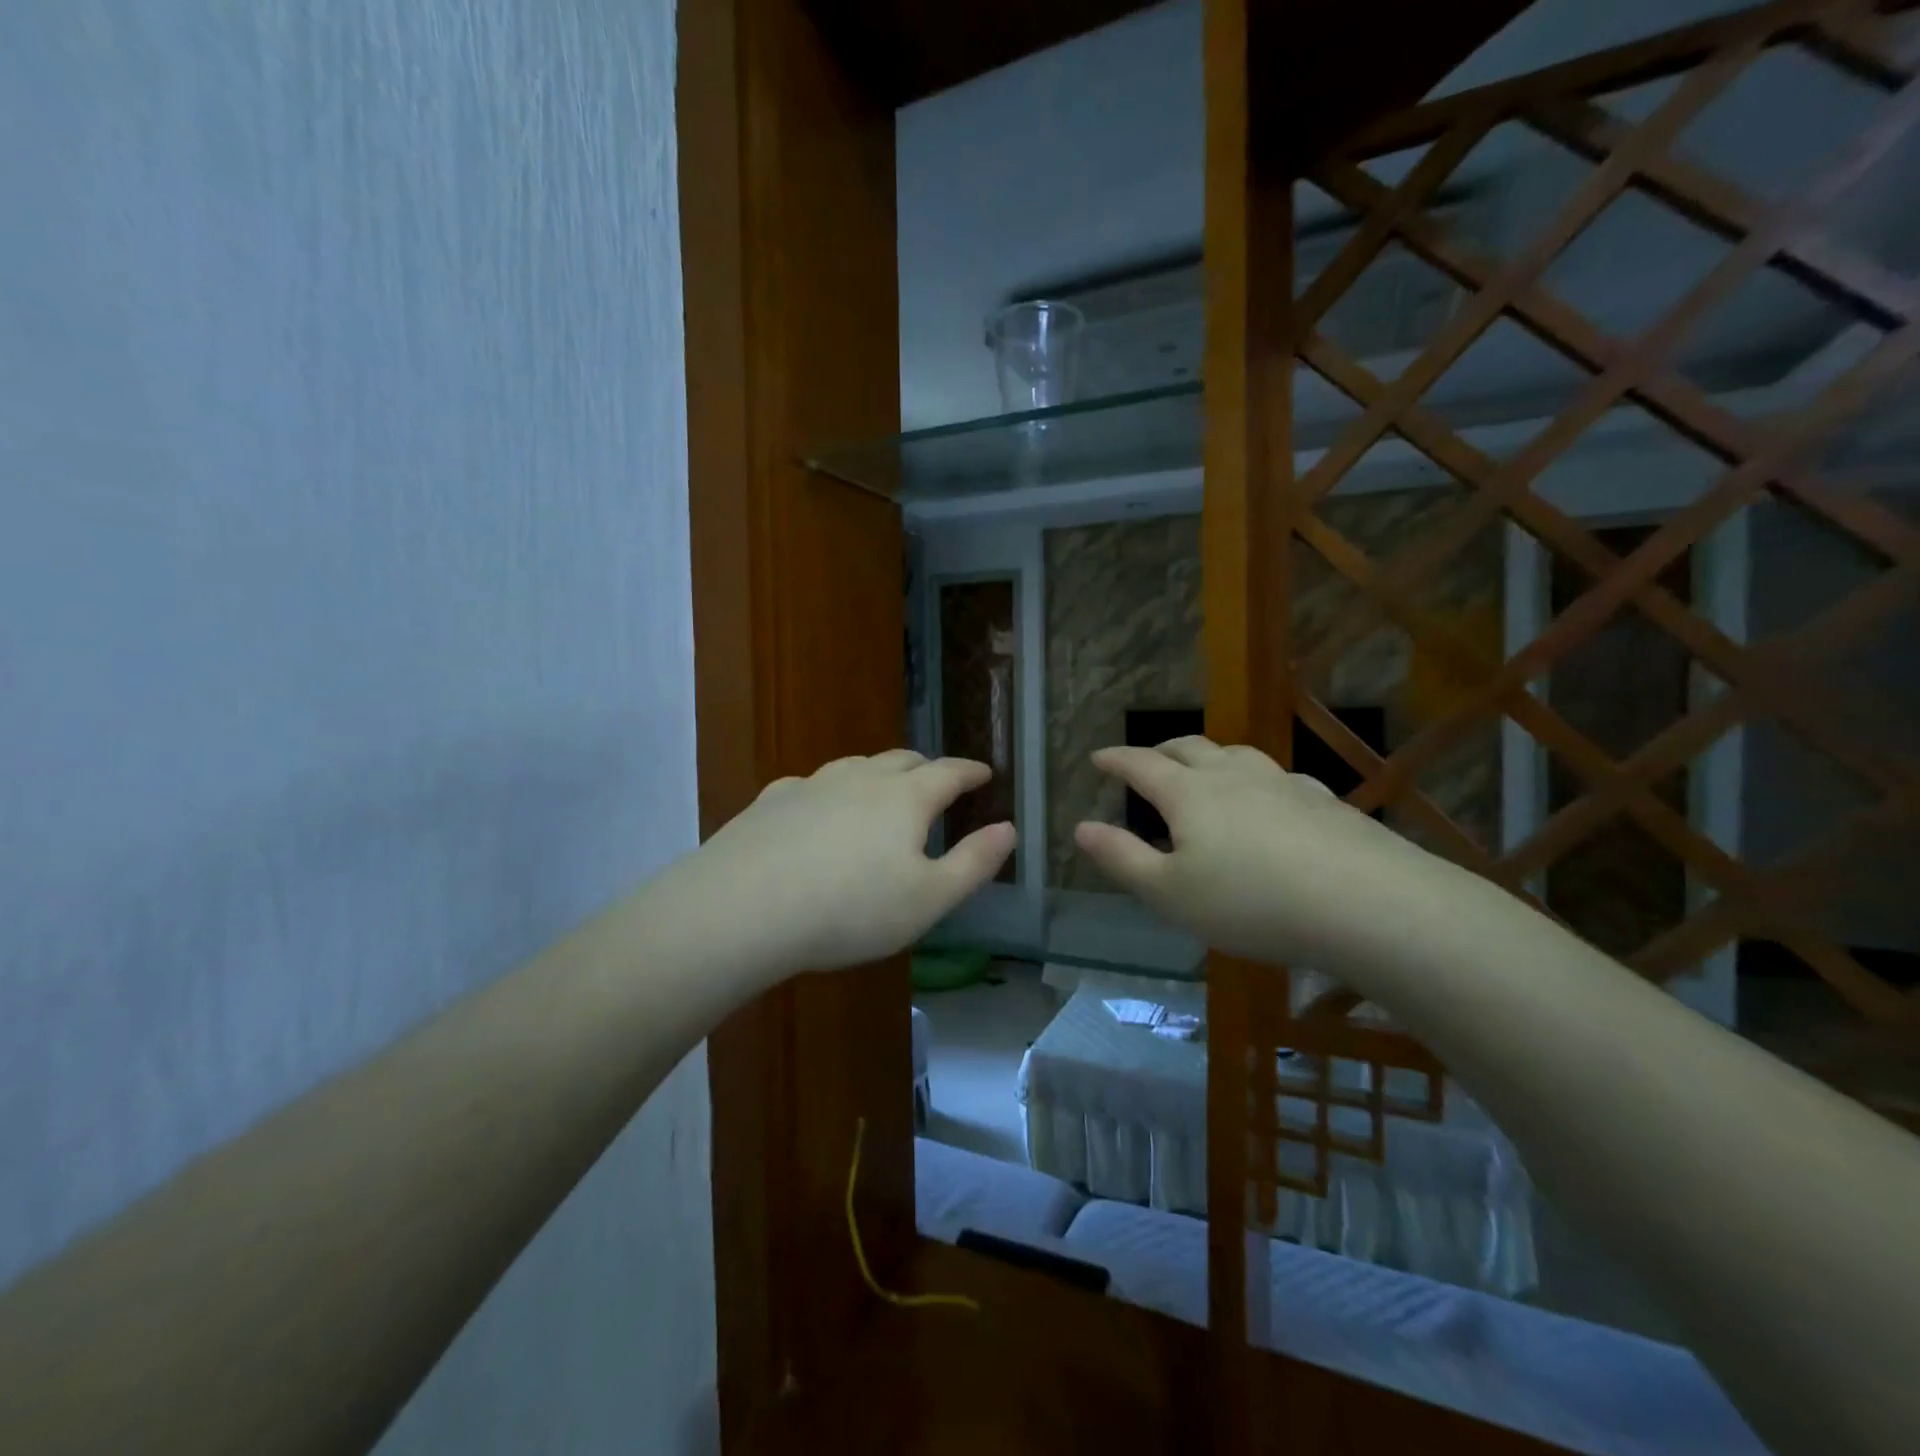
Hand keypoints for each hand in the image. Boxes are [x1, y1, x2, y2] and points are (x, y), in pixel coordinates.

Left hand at [656, 750, 1014, 983]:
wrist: (744, 908)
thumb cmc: (852, 909)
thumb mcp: (929, 899)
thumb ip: (974, 863)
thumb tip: (1008, 829)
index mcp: (905, 798)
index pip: (948, 773)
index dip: (970, 772)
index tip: (984, 772)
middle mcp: (861, 778)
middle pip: (903, 760)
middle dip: (927, 767)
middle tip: (938, 780)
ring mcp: (813, 784)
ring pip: (857, 766)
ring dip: (879, 773)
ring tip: (884, 790)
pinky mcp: (773, 800)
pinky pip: (813, 784)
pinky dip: (831, 791)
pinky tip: (820, 807)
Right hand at [1074, 736, 1439, 971]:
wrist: (1366, 902)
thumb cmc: (1251, 902)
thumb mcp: (1170, 893)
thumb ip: (1122, 858)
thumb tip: (1081, 827)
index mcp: (1188, 794)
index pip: (1141, 765)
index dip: (1116, 759)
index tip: (1098, 756)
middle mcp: (1232, 775)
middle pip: (1187, 748)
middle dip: (1159, 751)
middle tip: (1145, 760)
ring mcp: (1281, 783)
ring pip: (1235, 754)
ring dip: (1209, 757)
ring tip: (1203, 770)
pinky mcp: (1322, 801)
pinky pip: (1276, 778)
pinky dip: (1255, 780)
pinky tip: (1268, 799)